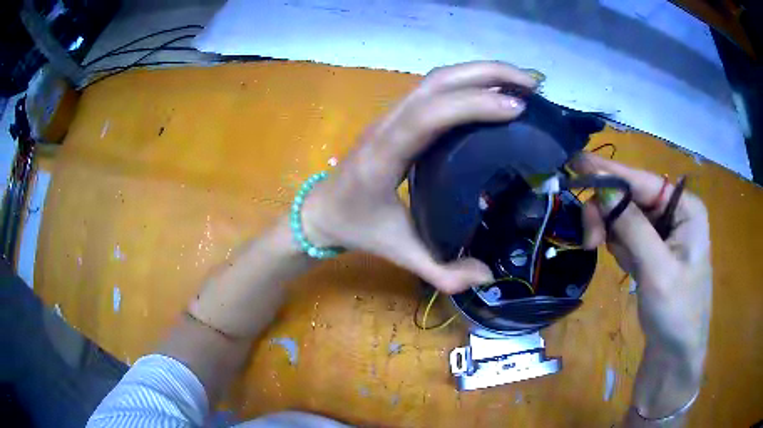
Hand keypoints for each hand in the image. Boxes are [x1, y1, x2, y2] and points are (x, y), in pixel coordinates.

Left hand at [301, 61, 537, 293]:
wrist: (321, 209)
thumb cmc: (357, 227)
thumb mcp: (398, 252)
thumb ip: (442, 272)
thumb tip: (487, 276)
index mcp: (384, 157)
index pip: (428, 116)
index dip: (472, 106)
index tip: (516, 109)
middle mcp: (387, 125)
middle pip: (436, 83)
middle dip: (487, 74)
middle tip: (531, 84)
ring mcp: (390, 115)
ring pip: (436, 79)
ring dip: (480, 72)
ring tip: (520, 81)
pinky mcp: (397, 114)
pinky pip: (433, 88)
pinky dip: (468, 81)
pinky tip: (493, 91)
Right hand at [576, 154, 711, 418]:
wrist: (675, 355)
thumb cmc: (676, 313)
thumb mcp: (657, 270)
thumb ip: (633, 227)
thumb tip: (603, 189)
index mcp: (686, 209)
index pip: (644, 182)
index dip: (611, 173)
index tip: (577, 163)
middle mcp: (675, 214)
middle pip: (632, 198)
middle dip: (609, 214)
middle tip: (589, 238)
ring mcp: (664, 233)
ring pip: (626, 217)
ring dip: (612, 234)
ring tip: (609, 258)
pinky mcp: (653, 251)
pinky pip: (628, 237)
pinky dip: (620, 248)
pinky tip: (627, 267)